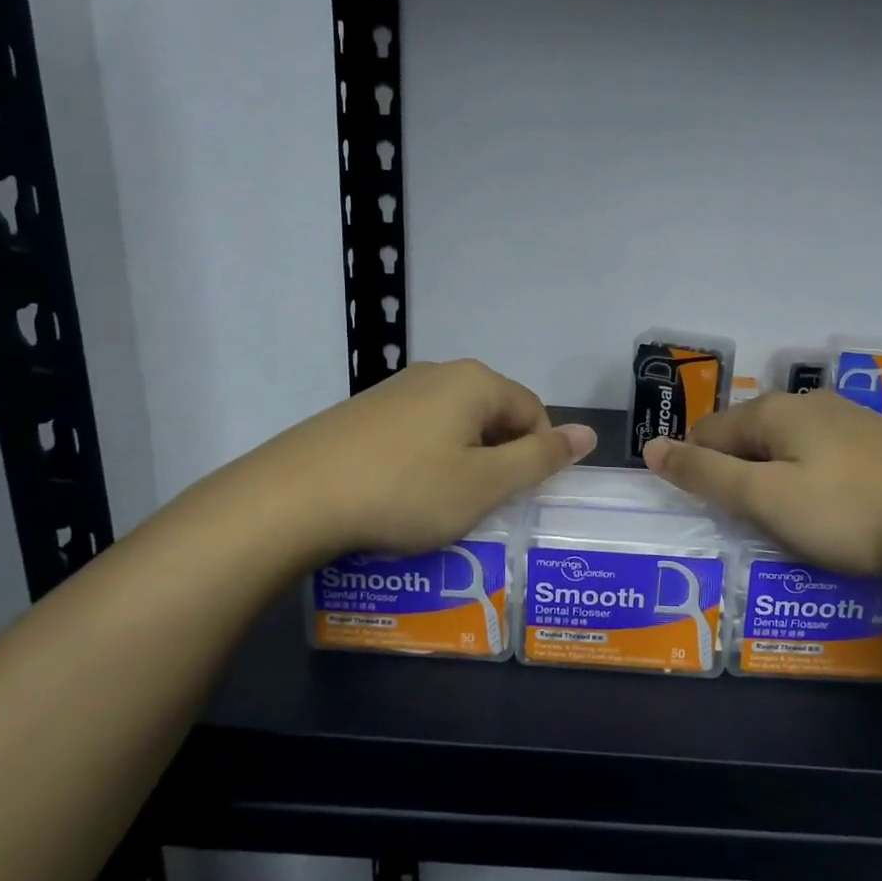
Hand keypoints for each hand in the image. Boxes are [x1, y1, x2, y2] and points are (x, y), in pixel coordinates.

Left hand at [219, 360, 594, 561]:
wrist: (292, 498)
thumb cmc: (406, 491)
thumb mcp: (485, 484)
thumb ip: (541, 458)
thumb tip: (589, 434)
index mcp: (474, 381)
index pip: (533, 412)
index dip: (537, 457)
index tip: (517, 499)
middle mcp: (437, 373)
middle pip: (493, 416)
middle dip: (498, 460)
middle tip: (481, 507)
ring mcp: (395, 390)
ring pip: (454, 427)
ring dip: (462, 464)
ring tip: (441, 507)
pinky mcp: (363, 413)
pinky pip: (416, 434)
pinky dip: (424, 463)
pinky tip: (402, 496)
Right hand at [642, 390, 881, 581]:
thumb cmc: (850, 511)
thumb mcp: (765, 499)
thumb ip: (704, 474)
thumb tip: (651, 448)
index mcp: (773, 412)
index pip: (707, 432)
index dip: (695, 469)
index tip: (705, 512)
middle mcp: (810, 404)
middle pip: (750, 437)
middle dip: (738, 475)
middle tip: (746, 525)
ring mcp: (853, 419)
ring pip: (792, 447)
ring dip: (778, 480)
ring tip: (789, 525)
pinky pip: (829, 458)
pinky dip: (817, 482)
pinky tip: (838, 512)